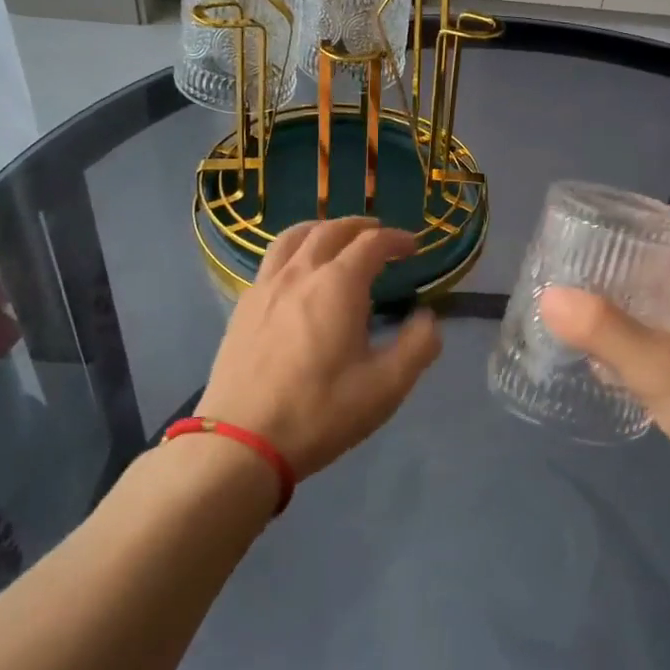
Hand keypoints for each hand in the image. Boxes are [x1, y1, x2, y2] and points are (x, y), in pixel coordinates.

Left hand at [197, 217, 441, 479]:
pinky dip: (294, 251)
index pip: (372, 243)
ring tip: (335, 239)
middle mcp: (300, 273)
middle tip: (379, 235)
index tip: (413, 248)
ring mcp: (265, 287)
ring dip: (322, 230)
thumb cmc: (320, 412)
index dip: (396, 240)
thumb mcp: (385, 387)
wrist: (242, 442)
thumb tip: (427, 318)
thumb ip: (417, 346)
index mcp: (338, 285)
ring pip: (293, 237)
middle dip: (360, 227)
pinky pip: (271, 260)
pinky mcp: (243, 307)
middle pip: (331, 230)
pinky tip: (298, 274)